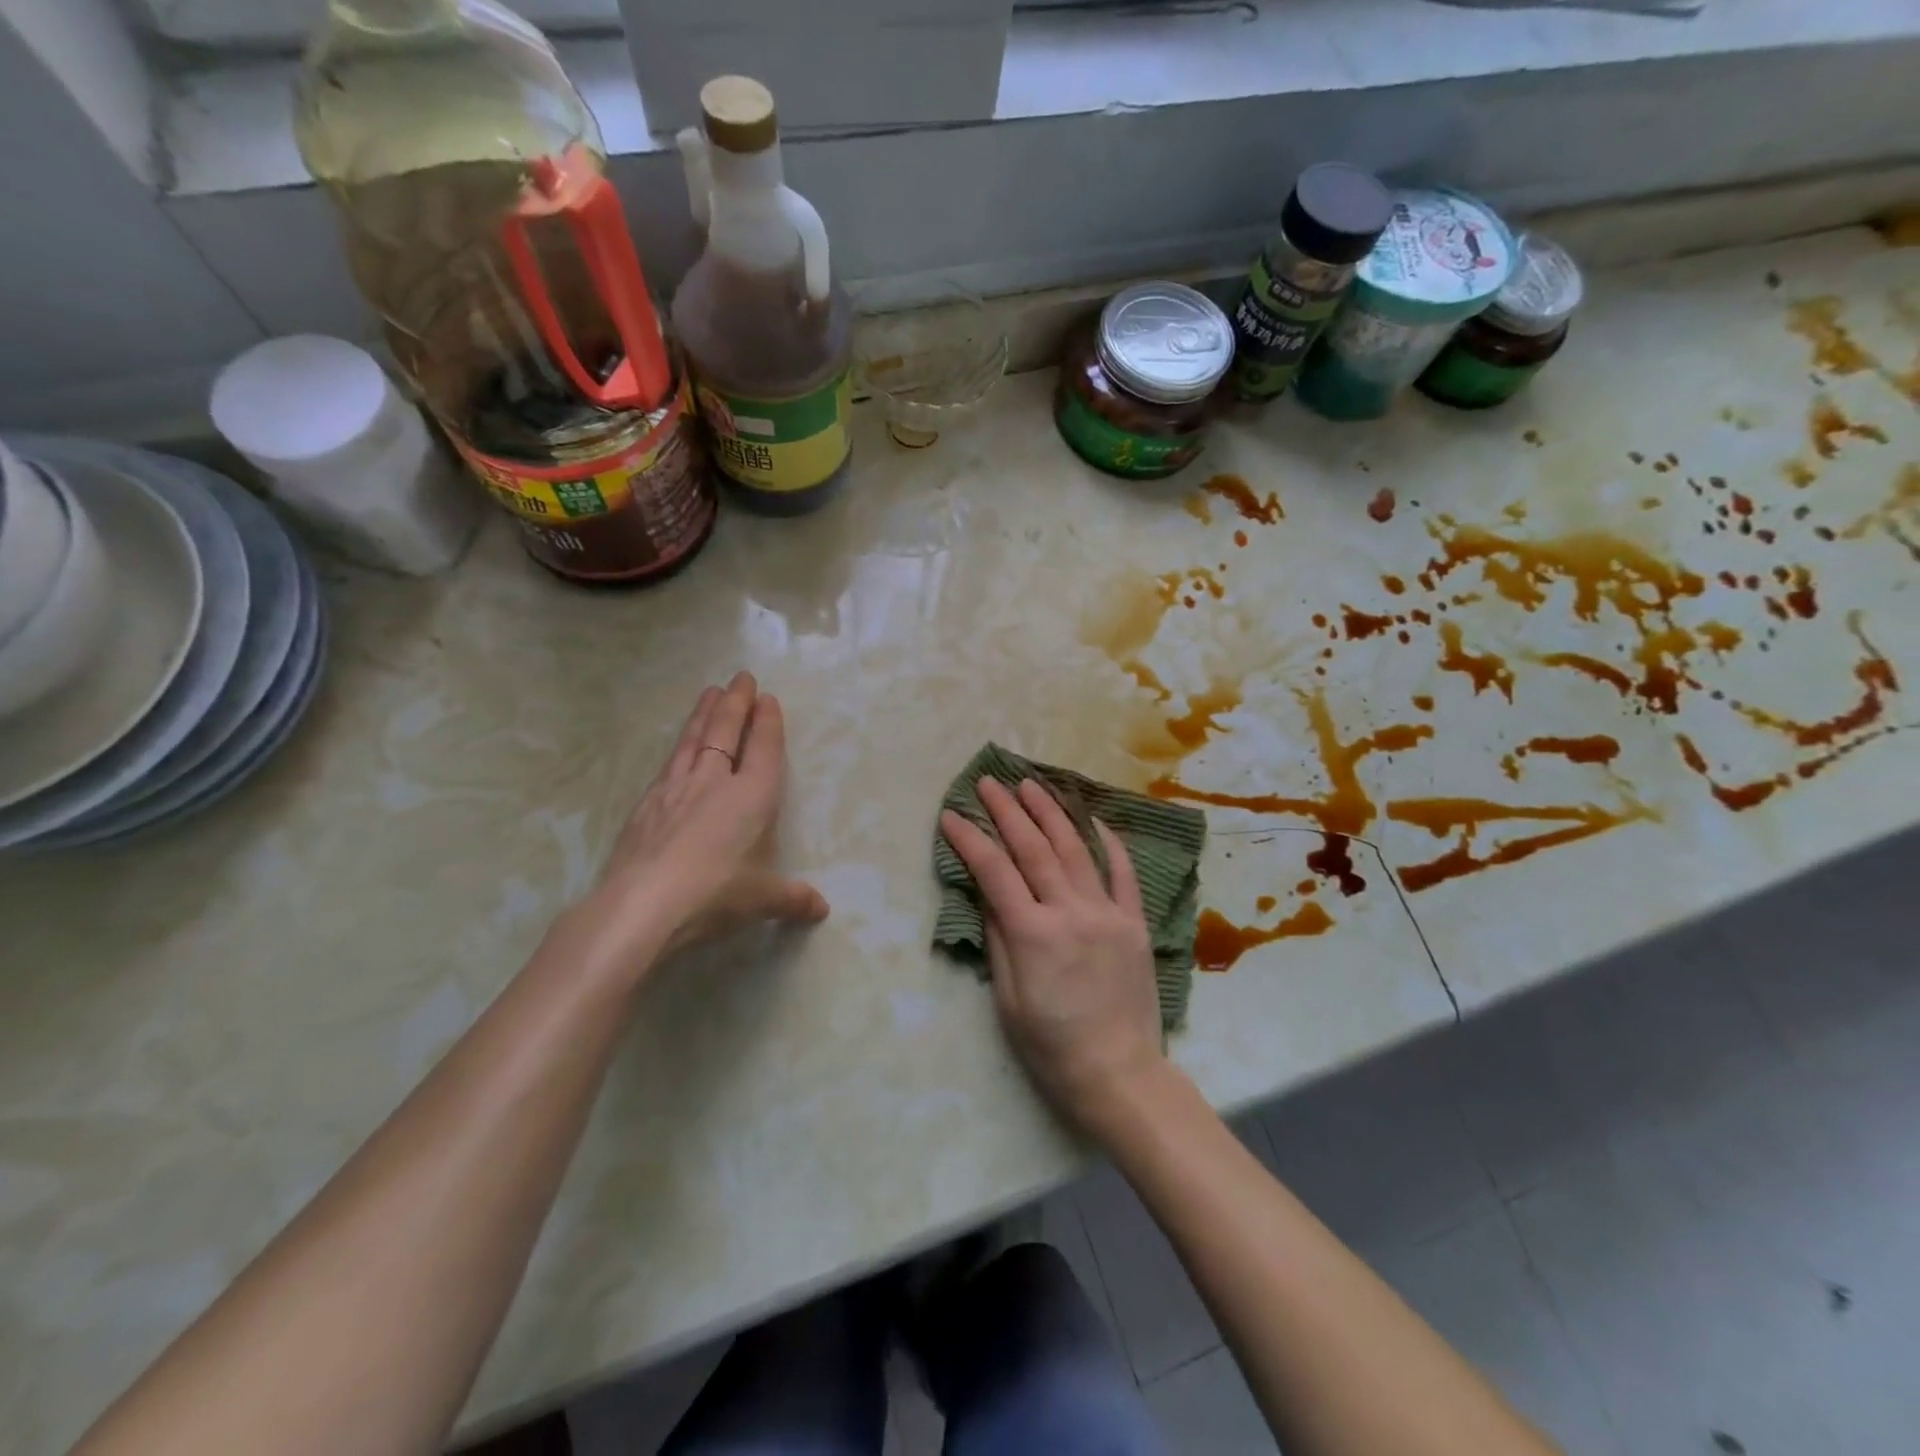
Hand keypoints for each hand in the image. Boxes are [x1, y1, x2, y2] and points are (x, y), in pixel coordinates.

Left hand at [569, 673, 828, 980]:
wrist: (642, 904)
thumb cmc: (715, 893)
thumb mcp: (763, 900)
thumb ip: (793, 899)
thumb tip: (821, 910)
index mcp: (752, 797)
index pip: (763, 749)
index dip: (767, 722)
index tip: (767, 698)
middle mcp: (714, 782)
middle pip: (726, 731)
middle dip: (736, 703)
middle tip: (741, 677)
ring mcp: (676, 789)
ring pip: (693, 739)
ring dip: (704, 713)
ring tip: (710, 692)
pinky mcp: (646, 804)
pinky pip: (669, 763)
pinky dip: (678, 747)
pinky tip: (677, 748)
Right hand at [940, 778, 1167, 1138]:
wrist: (1119, 1074)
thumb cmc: (1051, 1046)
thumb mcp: (1007, 999)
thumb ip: (998, 938)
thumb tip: (985, 890)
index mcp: (1033, 934)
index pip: (994, 871)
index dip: (970, 839)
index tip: (951, 814)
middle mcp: (1070, 912)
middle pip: (1034, 848)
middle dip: (1007, 811)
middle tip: (988, 782)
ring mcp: (1107, 913)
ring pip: (1075, 849)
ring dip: (1050, 812)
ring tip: (1031, 784)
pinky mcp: (1133, 921)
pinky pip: (1123, 872)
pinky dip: (1107, 841)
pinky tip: (1091, 817)